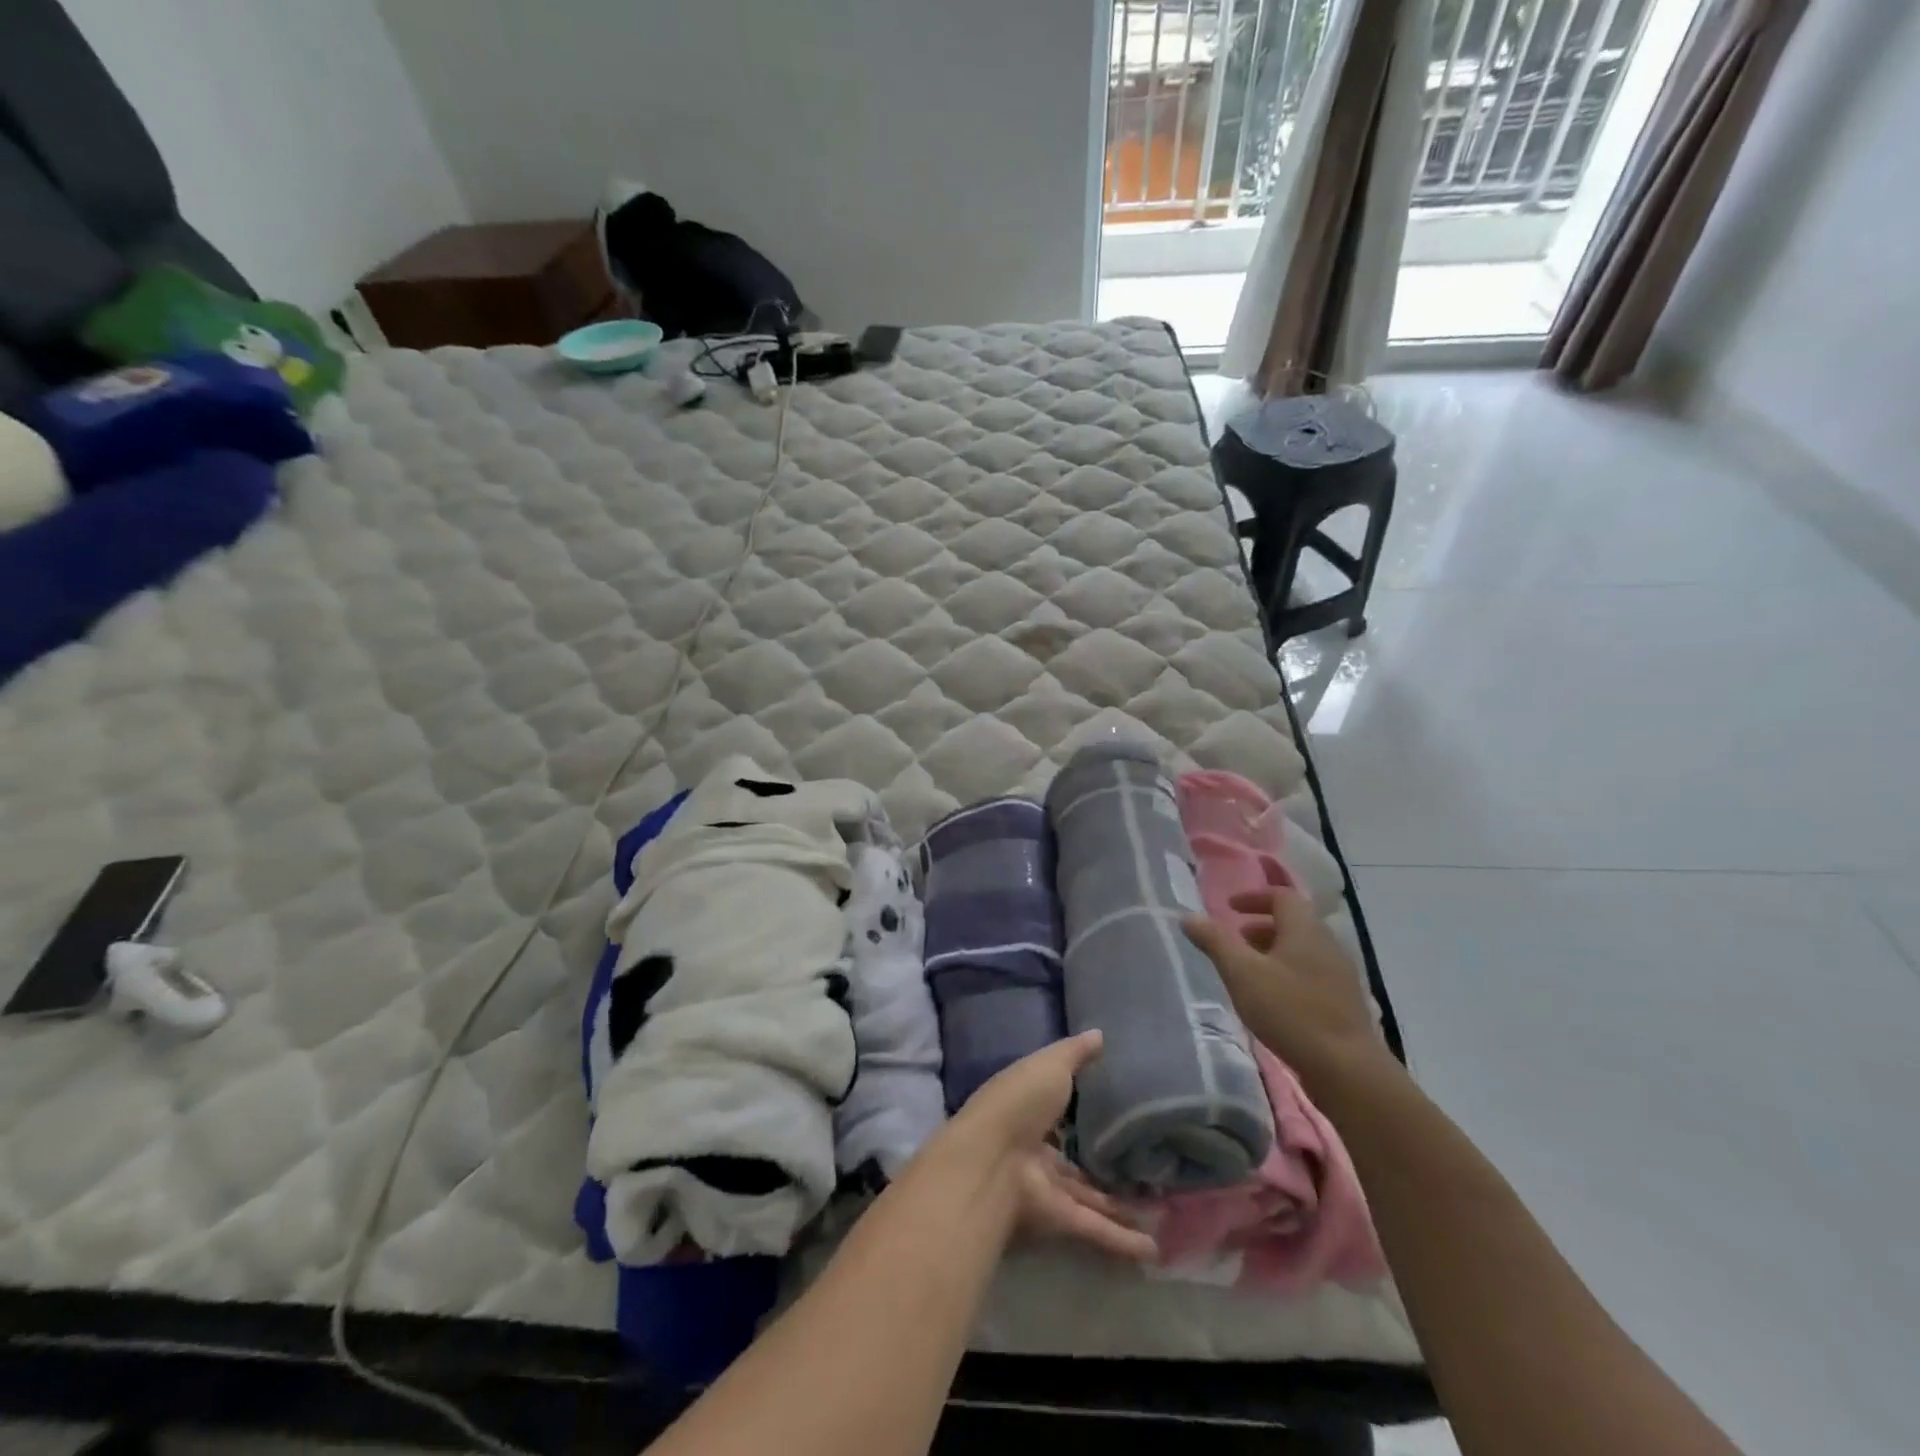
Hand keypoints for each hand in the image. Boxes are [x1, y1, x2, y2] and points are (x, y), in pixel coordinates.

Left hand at [950, 1031, 1155, 1262]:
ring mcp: (1046, 1186)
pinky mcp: (1057, 1218)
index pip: (1058, 1111)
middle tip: (1145, 1170)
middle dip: (1104, 1168)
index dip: (1082, 1111)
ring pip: (1089, 1199)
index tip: (1116, 1112)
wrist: (993, 1158)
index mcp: (1029, 1109)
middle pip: (1076, 1162)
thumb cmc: (1018, 1100)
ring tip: (1158, 1214)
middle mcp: (1036, 1149)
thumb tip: (1100, 1033)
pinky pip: (1094, 1228)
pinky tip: (1152, 1250)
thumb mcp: (1049, 1064)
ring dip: (1120, 1208)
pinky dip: (1121, 1241)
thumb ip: (1076, 1053)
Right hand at [1183, 887, 1390, 1089]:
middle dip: (1262, 926)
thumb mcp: (1241, 973)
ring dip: (1275, 951)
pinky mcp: (1346, 1002)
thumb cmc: (1289, 1011)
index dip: (1254, 897)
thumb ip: (1215, 942)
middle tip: (1236, 940)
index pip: (1282, 896)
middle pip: (1294, 922)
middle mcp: (1328, 944)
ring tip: (1251, 971)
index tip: (1230, 909)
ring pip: (1304, 950)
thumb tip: (1189, 917)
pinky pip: (1313, 973)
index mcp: (1305, 930)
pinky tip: (1275, 999)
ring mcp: (1341, 975)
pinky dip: (1289, 973)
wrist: (1346, 1068)